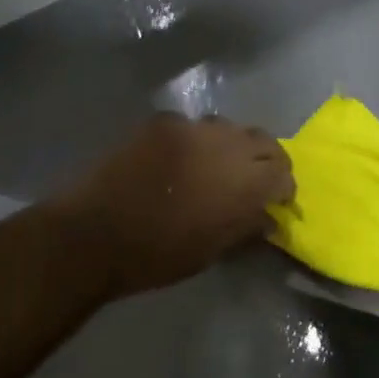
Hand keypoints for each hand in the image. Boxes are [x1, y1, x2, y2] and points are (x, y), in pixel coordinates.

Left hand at [58, 113, 293, 300]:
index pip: (283, 173)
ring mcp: (192, 128)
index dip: (284, 187)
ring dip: (233, 145)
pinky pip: (192, 126)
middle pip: (263, 140)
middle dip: (267, 159)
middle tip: (257, 179)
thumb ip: (246, 227)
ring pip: (229, 128)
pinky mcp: (163, 122)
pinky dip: (196, 141)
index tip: (278, 201)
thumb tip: (267, 217)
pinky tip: (182, 158)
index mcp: (244, 182)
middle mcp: (226, 145)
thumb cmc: (157, 255)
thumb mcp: (211, 251)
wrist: (94, 233)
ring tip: (220, 165)